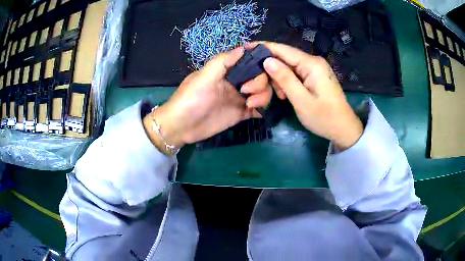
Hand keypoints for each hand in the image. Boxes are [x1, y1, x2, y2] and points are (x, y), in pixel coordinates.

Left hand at [143, 47, 272, 154]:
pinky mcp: (241, 114)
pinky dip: (263, 109)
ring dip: (263, 97)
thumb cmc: (190, 99)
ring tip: (250, 105)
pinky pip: (259, 109)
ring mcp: (240, 98)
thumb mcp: (203, 78)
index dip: (261, 62)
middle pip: (261, 77)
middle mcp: (237, 82)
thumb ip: (223, 62)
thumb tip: (244, 47)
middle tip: (246, 92)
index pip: (250, 61)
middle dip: (260, 83)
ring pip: (263, 92)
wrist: (181, 127)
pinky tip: (259, 112)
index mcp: (228, 70)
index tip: (269, 67)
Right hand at [259, 42, 362, 149]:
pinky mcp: (314, 76)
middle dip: (269, 69)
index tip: (245, 48)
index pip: (282, 49)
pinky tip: (284, 95)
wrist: (343, 129)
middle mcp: (313, 61)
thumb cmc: (324, 118)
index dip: (262, 47)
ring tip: (275, 95)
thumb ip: (284, 79)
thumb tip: (267, 60)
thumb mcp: (301, 100)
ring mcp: (314, 69)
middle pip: (284, 58)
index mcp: (311, 64)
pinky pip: (295, 74)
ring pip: (288, 67)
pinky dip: (286, 83)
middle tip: (255, 84)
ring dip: (278, 78)